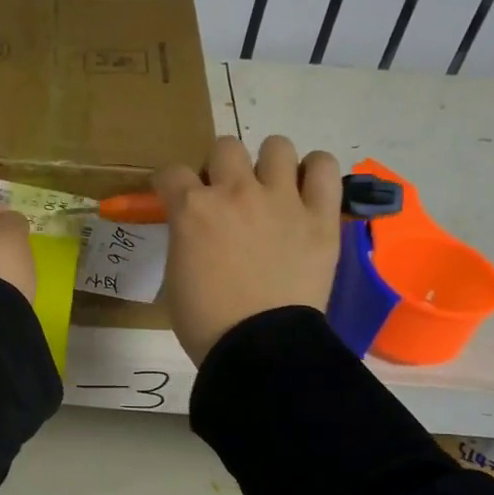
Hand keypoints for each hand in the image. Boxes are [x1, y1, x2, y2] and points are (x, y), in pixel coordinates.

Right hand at [152, 135, 341, 364]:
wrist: (259, 348)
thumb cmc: (207, 322)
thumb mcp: (177, 275)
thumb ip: (184, 240)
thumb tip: (195, 230)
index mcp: (193, 210)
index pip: (170, 173)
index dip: (169, 184)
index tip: (173, 196)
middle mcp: (235, 192)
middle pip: (225, 147)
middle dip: (220, 168)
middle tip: (225, 197)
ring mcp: (281, 200)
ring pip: (276, 146)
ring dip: (268, 164)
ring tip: (270, 189)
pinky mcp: (320, 216)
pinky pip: (324, 168)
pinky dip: (314, 172)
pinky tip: (306, 189)